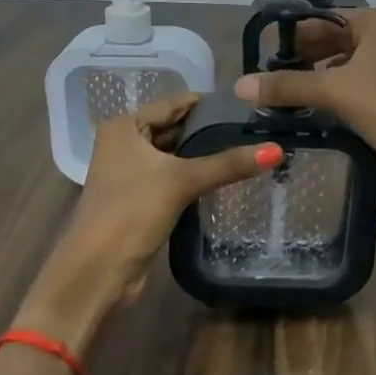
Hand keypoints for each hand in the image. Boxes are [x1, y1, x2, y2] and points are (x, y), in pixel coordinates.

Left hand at [18, 95, 278, 345]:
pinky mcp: (137, 199)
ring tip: (245, 147)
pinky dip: (193, 175)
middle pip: (172, 128)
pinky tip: (223, 176)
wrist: (98, 270)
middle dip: (207, 130)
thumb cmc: (132, 211)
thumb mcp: (182, 181)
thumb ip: (228, 164)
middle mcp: (122, 144)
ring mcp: (128, 173)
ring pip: (172, 155)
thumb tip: (276, 150)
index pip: (172, 104)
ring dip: (201, 154)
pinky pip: (171, 177)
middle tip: (252, 126)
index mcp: (123, 127)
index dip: (206, 104)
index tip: (245, 104)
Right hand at [232, 8, 375, 198]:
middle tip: (266, 78)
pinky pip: (359, 84)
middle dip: (302, 57)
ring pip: (346, 64)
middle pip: (334, 39)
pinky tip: (314, 110)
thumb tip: (239, 86)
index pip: (323, 17)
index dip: (291, 34)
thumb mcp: (337, 92)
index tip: (260, 54)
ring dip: (317, 77)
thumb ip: (288, 87)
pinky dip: (336, 93)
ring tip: (283, 95)